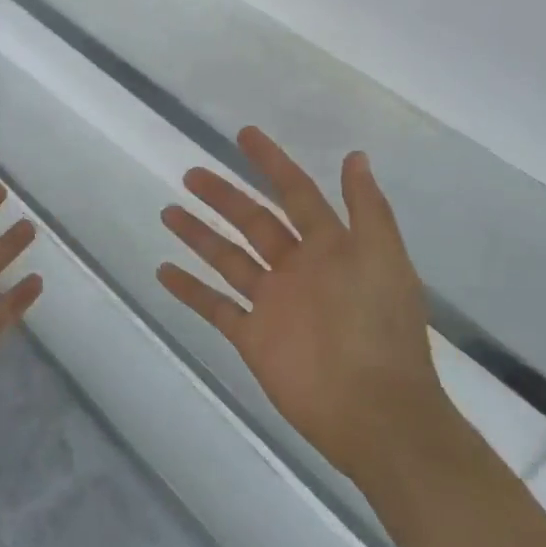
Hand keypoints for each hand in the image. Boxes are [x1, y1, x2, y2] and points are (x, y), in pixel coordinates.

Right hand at [158, 127, 442, 480]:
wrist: (373, 411)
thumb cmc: (377, 328)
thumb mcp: (382, 258)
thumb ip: (366, 209)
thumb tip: (355, 157)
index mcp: (329, 248)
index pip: (295, 193)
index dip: (271, 163)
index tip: (243, 135)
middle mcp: (297, 269)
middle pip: (253, 222)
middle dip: (224, 196)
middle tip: (191, 174)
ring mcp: (272, 303)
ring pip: (227, 259)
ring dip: (199, 235)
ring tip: (168, 212)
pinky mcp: (253, 336)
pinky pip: (215, 306)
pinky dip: (190, 289)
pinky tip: (163, 270)